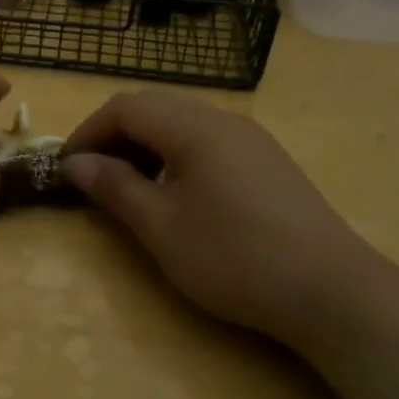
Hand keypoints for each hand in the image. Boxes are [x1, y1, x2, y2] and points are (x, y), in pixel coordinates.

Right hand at [61, 91, 382, 347]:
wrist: (331, 291)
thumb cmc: (232, 256)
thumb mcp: (159, 226)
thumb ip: (113, 187)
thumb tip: (74, 162)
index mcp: (192, 127)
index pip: (124, 108)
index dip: (87, 132)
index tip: (66, 169)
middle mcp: (222, 120)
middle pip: (153, 108)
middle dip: (113, 136)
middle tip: (93, 178)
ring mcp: (251, 139)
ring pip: (181, 124)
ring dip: (145, 146)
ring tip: (130, 189)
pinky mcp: (268, 162)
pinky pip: (208, 142)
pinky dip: (176, 156)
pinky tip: (177, 196)